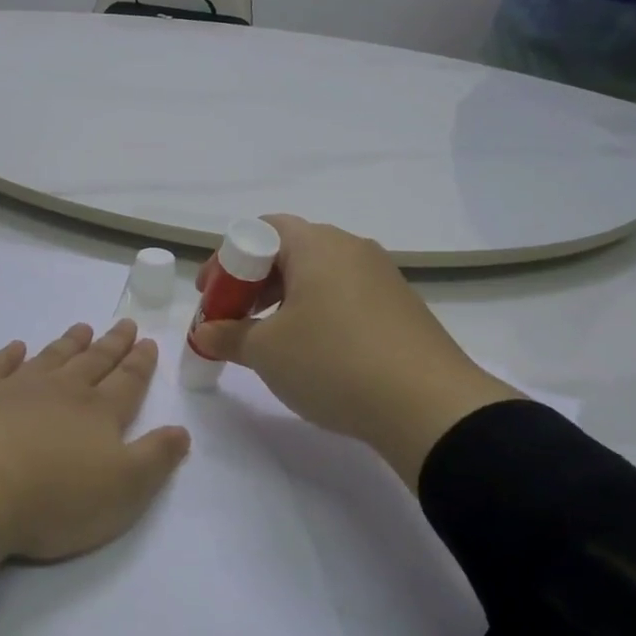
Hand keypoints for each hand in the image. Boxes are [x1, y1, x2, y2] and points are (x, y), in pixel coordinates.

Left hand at [0, 319, 190, 563]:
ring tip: (82, 327)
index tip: (148, 342)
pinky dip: (7, 356)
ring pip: (50, 358)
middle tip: (125, 323)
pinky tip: (15, 348)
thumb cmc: (55, 497)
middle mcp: (61, 392)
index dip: (140, 363)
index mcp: (99, 413)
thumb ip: (156, 458)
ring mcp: (16, 389)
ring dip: (69, 344)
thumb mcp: (124, 489)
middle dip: (112, 344)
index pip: (127, 381)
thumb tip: (181, 430)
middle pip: (93, 362)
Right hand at [190, 216, 521, 487]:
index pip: (261, 228)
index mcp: (316, 244)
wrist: (429, 407)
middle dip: (253, 282)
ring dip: (285, 299)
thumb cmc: (333, 361)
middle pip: (289, 250)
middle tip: (234, 318)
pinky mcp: (401, 307)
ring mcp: (382, 276)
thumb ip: (228, 336)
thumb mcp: (266, 351)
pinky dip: (318, 313)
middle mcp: (351, 248)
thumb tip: (206, 333)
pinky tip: (314, 352)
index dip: (227, 260)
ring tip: (271, 339)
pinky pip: (346, 296)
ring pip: (319, 275)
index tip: (212, 296)